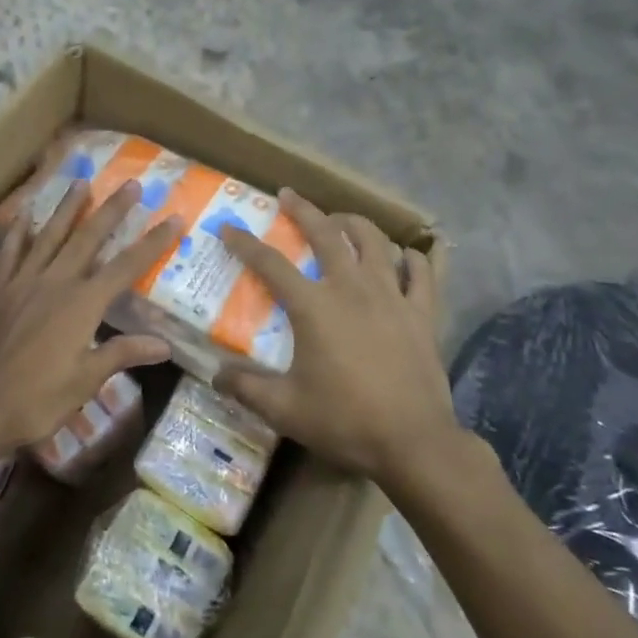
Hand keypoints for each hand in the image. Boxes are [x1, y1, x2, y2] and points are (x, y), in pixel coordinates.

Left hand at [0, 179, 180, 458]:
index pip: (127, 267)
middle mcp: (55, 282)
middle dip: (112, 210)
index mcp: (82, 305)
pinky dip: (18, 231)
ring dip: (68, 209)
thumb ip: (121, 354)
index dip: (153, 242)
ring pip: (49, 236)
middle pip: (89, 238)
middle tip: (131, 184)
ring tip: (81, 182)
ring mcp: (21, 282)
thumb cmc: (34, 400)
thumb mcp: (84, 382)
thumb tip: (163, 344)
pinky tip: (24, 215)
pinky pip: (9, 252)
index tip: (174, 218)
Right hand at [216, 190, 468, 484]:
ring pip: (374, 241)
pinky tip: (406, 256)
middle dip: (303, 210)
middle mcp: (351, 288)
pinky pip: (422, 272)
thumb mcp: (284, 409)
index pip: (270, 263)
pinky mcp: (422, 312)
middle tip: (288, 195)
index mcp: (314, 306)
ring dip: (354, 223)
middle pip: (326, 234)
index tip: (228, 228)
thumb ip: (245, 388)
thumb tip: (215, 376)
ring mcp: (392, 296)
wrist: (414, 442)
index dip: (244, 243)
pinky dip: (413, 258)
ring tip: (341, 220)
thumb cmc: (345, 421)